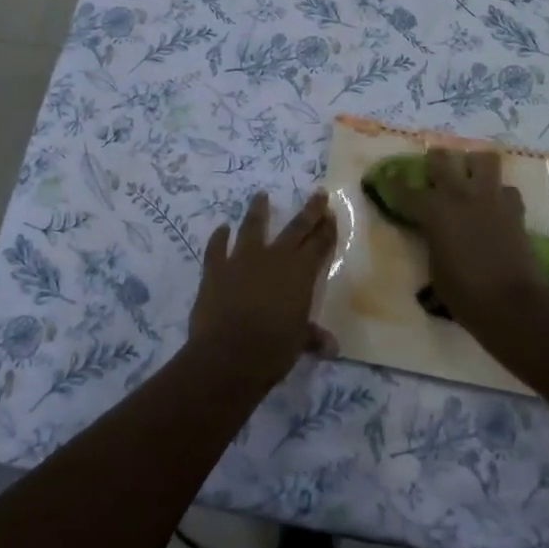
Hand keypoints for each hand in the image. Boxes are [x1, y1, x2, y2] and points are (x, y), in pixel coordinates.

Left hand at [189, 191, 338, 386]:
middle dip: (310, 210)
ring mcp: (243, 259)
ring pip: (253, 227)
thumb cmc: (273, 349)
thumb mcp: (298, 343)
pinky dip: (219, 237)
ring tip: (261, 195)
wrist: (228, 354)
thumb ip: (312, 337)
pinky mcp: (216, 269)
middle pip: (296, 228)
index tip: (332, 213)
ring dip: (258, 210)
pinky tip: (222, 228)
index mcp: (300, 273)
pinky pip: (217, 248)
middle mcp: (275, 258)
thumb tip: (332, 347)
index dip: (327, 229)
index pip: (319, 245)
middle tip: (318, 193)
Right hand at [382, 148, 548, 334]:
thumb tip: (434, 233)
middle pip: (441, 159)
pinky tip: (496, 207)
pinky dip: (500, 195)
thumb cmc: (464, 293)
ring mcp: (490, 197)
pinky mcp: (515, 208)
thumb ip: (432, 241)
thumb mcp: (435, 268)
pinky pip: (506, 189)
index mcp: (433, 210)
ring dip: (474, 165)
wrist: (512, 304)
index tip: (388, 177)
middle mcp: (460, 195)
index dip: (394, 183)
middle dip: (434, 161)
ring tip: (471, 177)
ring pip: (483, 159)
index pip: (406, 190)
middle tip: (434, 170)